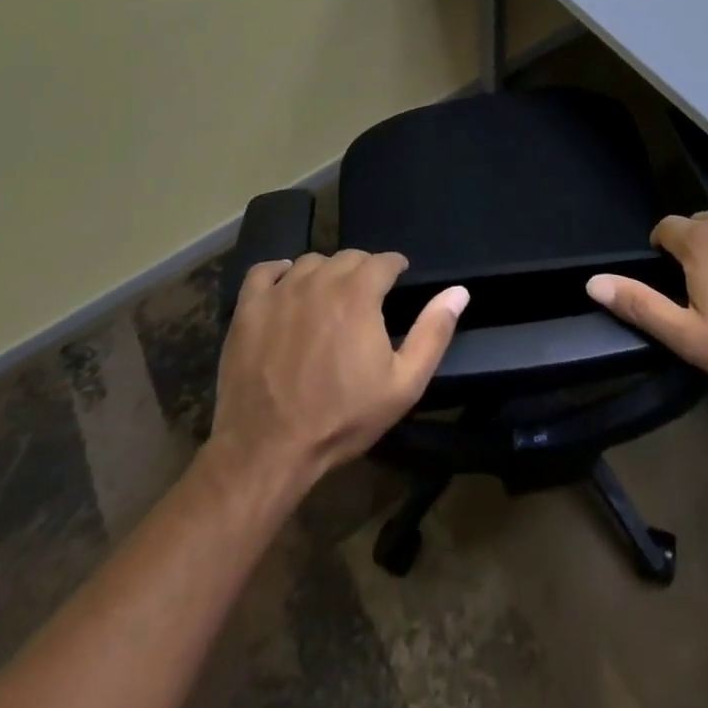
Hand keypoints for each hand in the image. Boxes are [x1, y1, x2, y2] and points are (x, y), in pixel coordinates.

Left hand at [211, 251, 467, 485]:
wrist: (266, 450)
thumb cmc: (341, 418)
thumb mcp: (403, 384)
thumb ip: (433, 332)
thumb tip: (459, 291)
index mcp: (359, 293)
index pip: (384, 260)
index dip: (395, 268)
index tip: (398, 281)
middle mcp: (320, 280)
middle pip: (348, 257)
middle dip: (363, 271)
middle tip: (366, 298)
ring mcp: (280, 291)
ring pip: (310, 262)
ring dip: (325, 273)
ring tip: (329, 298)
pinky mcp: (248, 308)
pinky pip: (265, 271)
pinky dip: (279, 273)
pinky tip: (286, 288)